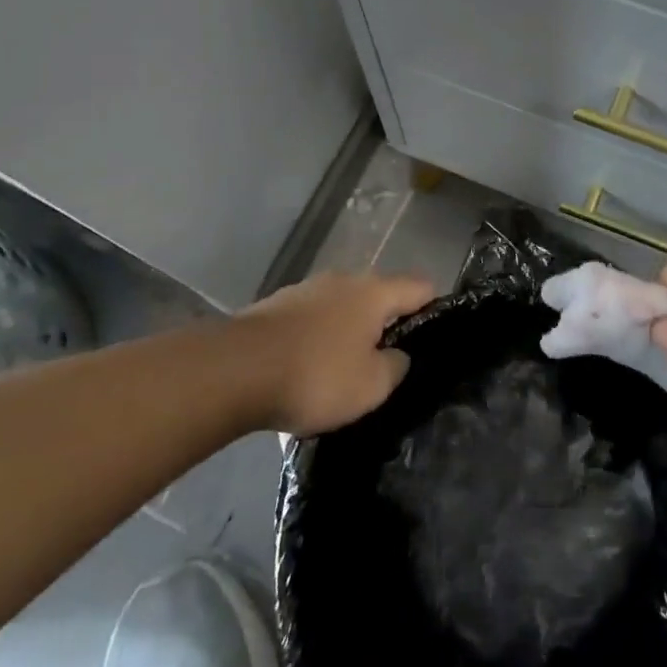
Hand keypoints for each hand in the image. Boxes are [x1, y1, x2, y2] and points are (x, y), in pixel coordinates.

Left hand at [234, 271, 435, 435]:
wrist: (233, 372)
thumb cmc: (315, 376)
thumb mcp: (371, 386)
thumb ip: (395, 367)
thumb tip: (397, 355)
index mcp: (374, 292)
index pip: (421, 286)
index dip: (433, 308)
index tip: (432, 339)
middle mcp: (344, 280)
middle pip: (378, 296)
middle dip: (385, 325)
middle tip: (385, 363)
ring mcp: (306, 290)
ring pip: (341, 308)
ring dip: (347, 332)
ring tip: (341, 372)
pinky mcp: (274, 306)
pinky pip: (310, 320)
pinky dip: (315, 340)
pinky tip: (304, 371)